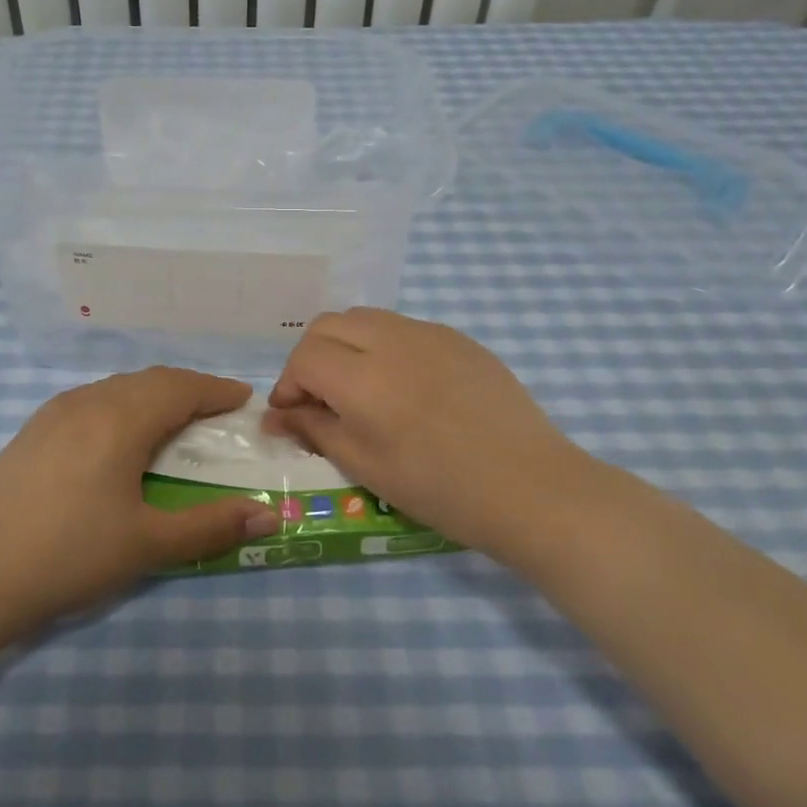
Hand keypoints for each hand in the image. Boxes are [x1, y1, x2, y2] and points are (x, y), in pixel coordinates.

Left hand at [0, 368, 280, 649]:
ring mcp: (52, 414)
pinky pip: (89, 400)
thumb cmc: (68, 556)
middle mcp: (87, 403)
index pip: (180, 388)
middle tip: (214, 409)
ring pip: (115, 387)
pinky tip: (115, 435)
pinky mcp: (29, 432)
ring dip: (151, 394)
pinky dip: (119, 404)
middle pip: (148, 380)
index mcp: (120, 420)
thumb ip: (210, 525)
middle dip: (187, 388)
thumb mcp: (147, 545)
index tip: (242, 399)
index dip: (215, 390)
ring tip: (170, 419)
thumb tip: (268, 515)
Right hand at [265, 308, 598, 561]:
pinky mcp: (458, 338)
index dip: (288, 384)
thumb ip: (315, 431)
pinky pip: (404, 328)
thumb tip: (275, 417)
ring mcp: (429, 333)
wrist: (530, 487)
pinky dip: (384, 346)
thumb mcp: (367, 467)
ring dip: (346, 346)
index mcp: (364, 378)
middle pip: (328, 325)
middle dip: (311, 358)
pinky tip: (404, 386)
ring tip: (359, 389)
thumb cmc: (441, 489)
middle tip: (319, 399)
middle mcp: (392, 341)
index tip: (293, 416)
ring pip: (365, 318)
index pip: (304, 357)